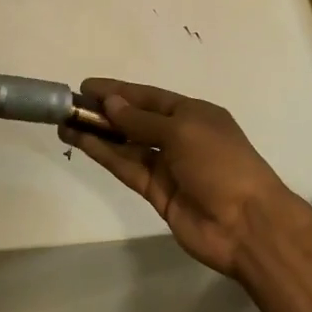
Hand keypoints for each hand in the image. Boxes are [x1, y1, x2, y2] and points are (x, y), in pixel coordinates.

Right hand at [61, 78, 297, 278]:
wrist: (247, 224)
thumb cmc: (221, 164)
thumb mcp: (183, 132)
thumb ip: (142, 120)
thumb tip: (111, 103)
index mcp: (194, 114)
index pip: (150, 97)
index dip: (119, 91)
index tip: (86, 87)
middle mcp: (180, 137)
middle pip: (136, 120)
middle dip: (105, 112)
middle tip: (70, 105)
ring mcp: (168, 167)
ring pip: (127, 145)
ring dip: (99, 134)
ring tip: (65, 123)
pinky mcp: (157, 193)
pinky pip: (127, 168)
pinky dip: (106, 155)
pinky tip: (82, 143)